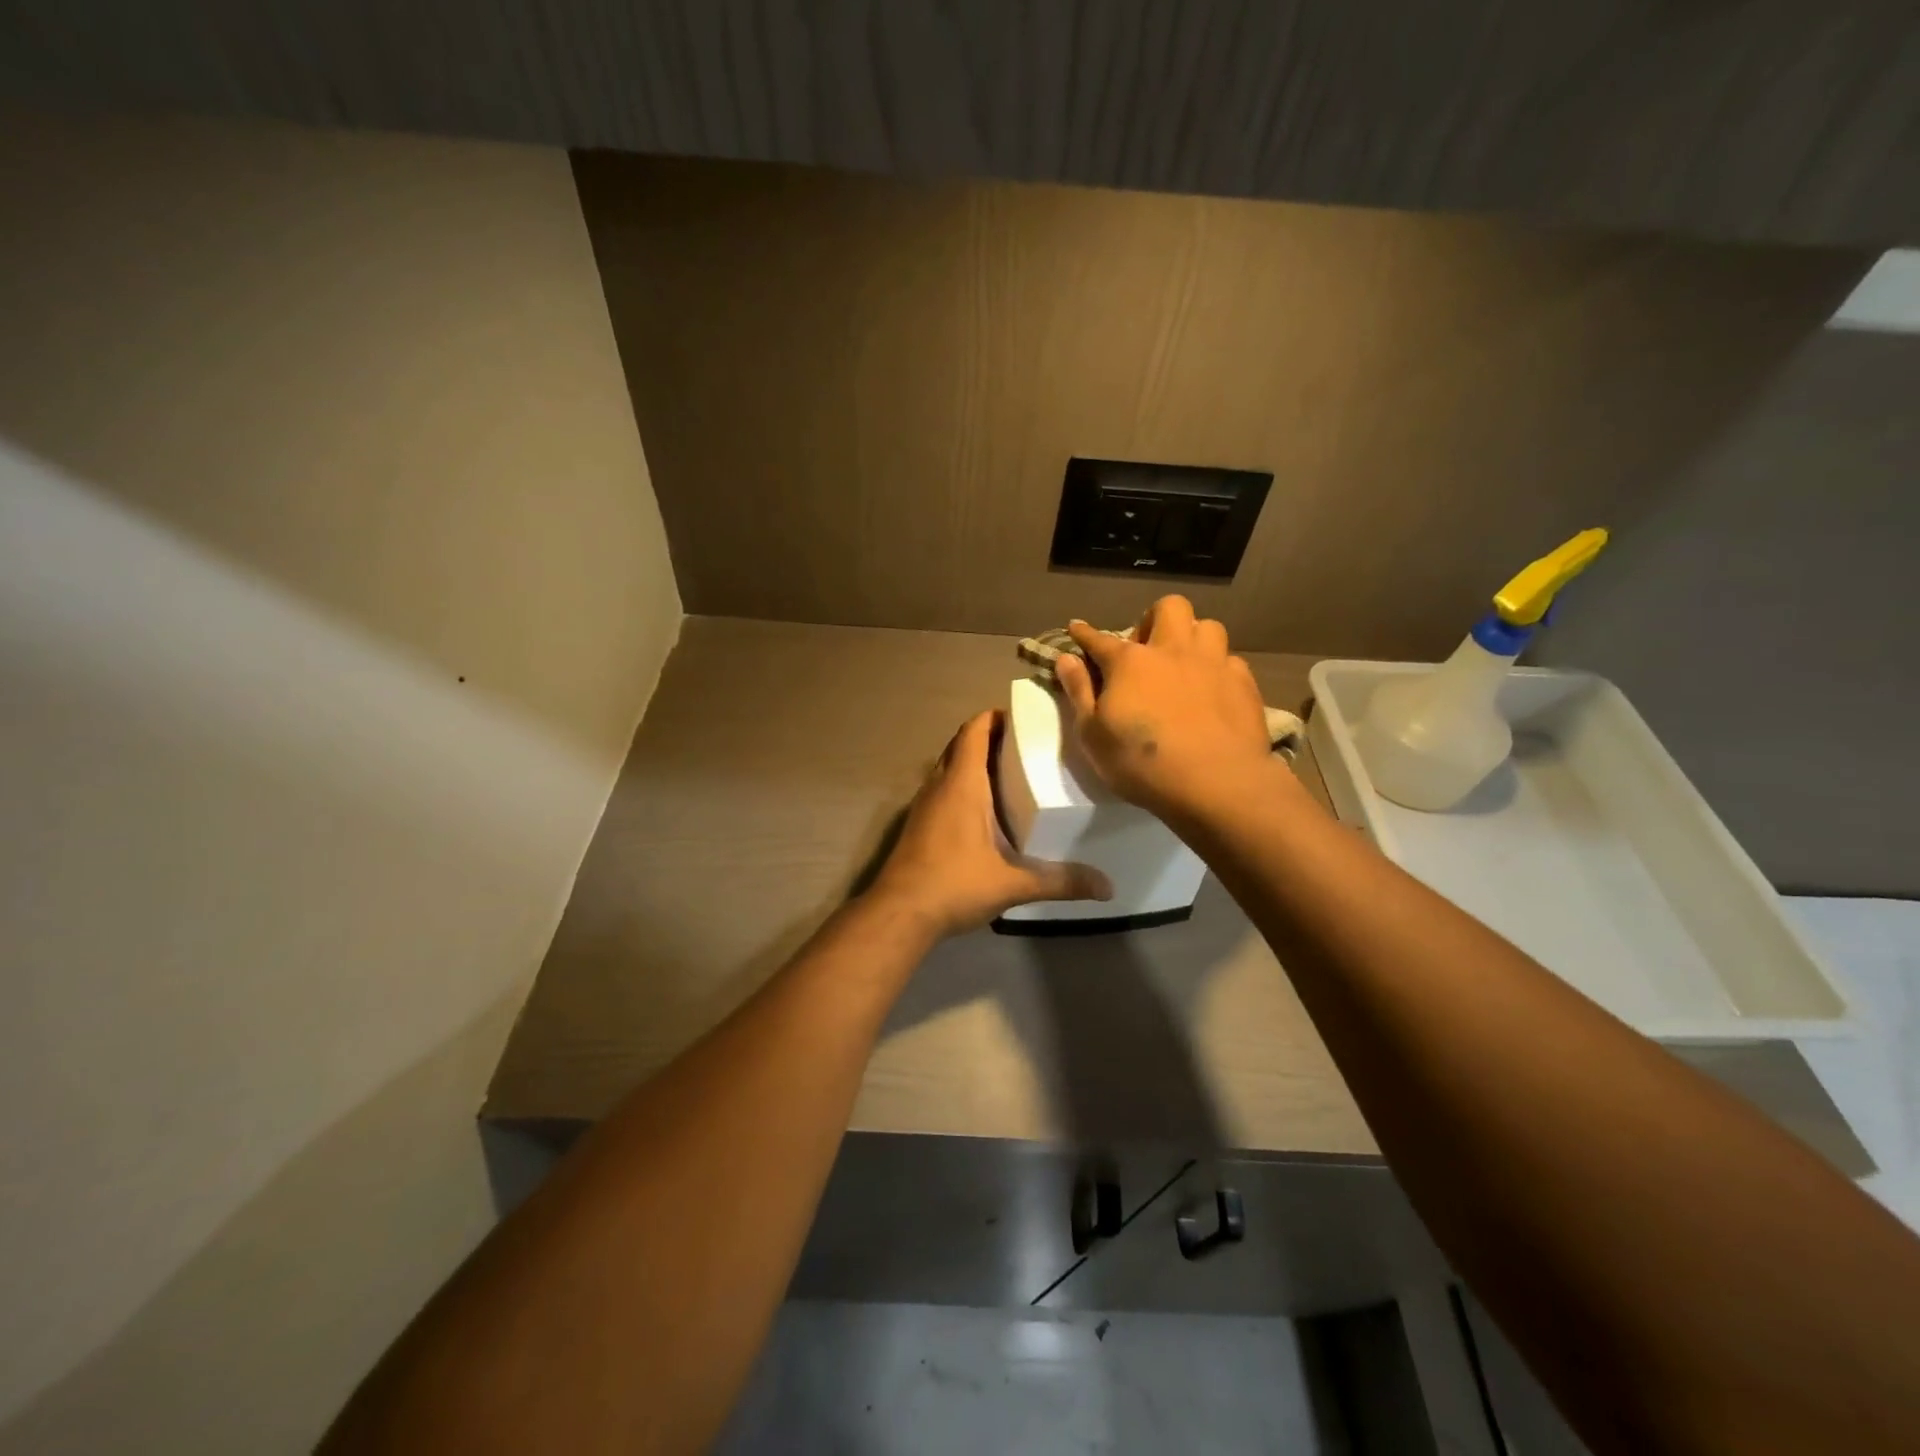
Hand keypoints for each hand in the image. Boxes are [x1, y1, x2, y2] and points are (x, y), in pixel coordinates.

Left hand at [869, 710, 1112, 936]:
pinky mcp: (917, 825)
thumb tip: (1107, 887)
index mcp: (961, 783)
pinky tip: (983, 812)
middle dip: (988, 738)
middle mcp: (939, 785)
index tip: (1023, 718)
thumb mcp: (1013, 884)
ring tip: (1009, 774)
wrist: (899, 913)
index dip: (994, 717)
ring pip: (948, 768)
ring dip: (972, 762)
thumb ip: (1060, 881)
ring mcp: (923, 805)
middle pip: (960, 744)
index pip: (974, 730)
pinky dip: (961, 787)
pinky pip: (941, 790)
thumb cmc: (954, 884)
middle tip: (1024, 746)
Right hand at [1053, 597, 1276, 822]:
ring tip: (1185, 662)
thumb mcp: (1092, 734)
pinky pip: (1231, 661)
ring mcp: (1213, 664)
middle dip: (1154, 618)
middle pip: (1168, 608)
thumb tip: (1065, 657)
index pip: (1100, 639)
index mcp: (1130, 662)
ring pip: (1207, 626)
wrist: (1216, 783)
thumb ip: (1079, 692)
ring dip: (1193, 638)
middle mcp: (1173, 650)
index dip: (1085, 633)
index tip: (1077, 628)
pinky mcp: (1244, 684)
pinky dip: (1218, 669)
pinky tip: (1214, 690)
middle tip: (1147, 647)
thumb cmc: (1141, 763)